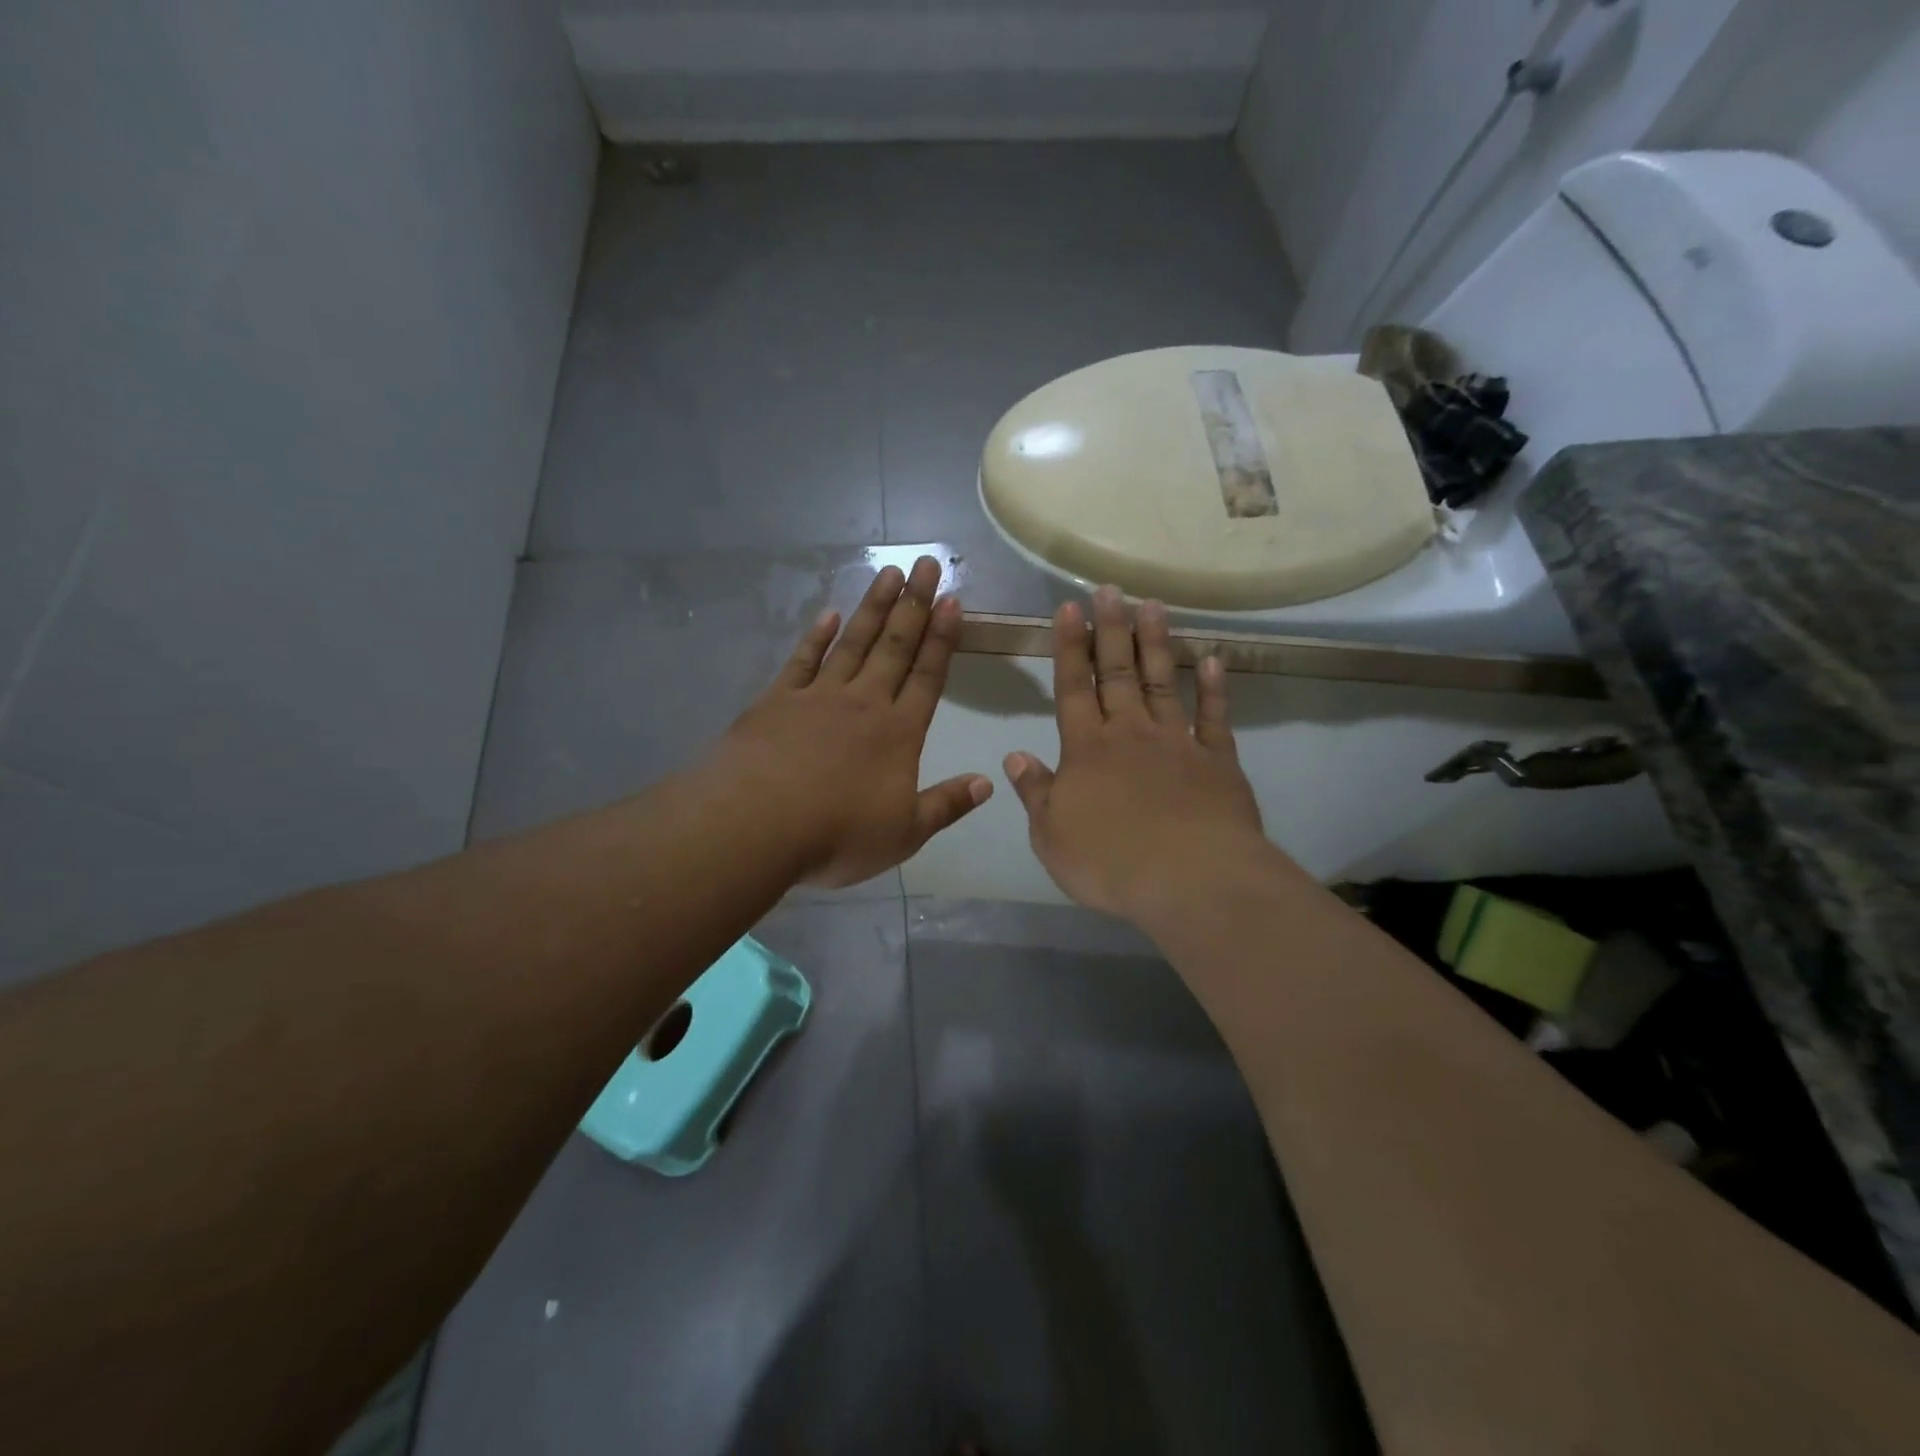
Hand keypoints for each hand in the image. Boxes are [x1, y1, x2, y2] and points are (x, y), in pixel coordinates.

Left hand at [715, 556, 992, 887]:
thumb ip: (947, 805)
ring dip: (873, 607)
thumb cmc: (837, 835)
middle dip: (914, 605)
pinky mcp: (777, 701)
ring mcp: (818, 696)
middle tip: (927, 565)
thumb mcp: (904, 833)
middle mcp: (863, 703)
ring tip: (890, 573)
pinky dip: (816, 636)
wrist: (755, 825)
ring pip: (853, 642)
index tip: (952, 600)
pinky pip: (802, 660)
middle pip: (894, 646)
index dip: (942, 638)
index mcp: (898, 733)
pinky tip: (828, 614)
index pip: (928, 676)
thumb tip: (988, 783)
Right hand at [1004, 587, 1278, 922]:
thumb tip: (1015, 756)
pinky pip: (1214, 717)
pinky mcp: (1218, 761)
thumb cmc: (1108, 861)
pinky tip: (1211, 660)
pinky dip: (1213, 688)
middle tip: (1110, 589)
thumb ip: (1036, 792)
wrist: (1188, 879)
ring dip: (1156, 643)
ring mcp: (1177, 743)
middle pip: (1119, 673)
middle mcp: (1130, 734)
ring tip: (1152, 605)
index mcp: (1086, 749)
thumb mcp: (1051, 835)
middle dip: (1111, 629)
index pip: (1073, 688)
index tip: (1069, 608)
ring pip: (1163, 682)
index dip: (1070, 647)